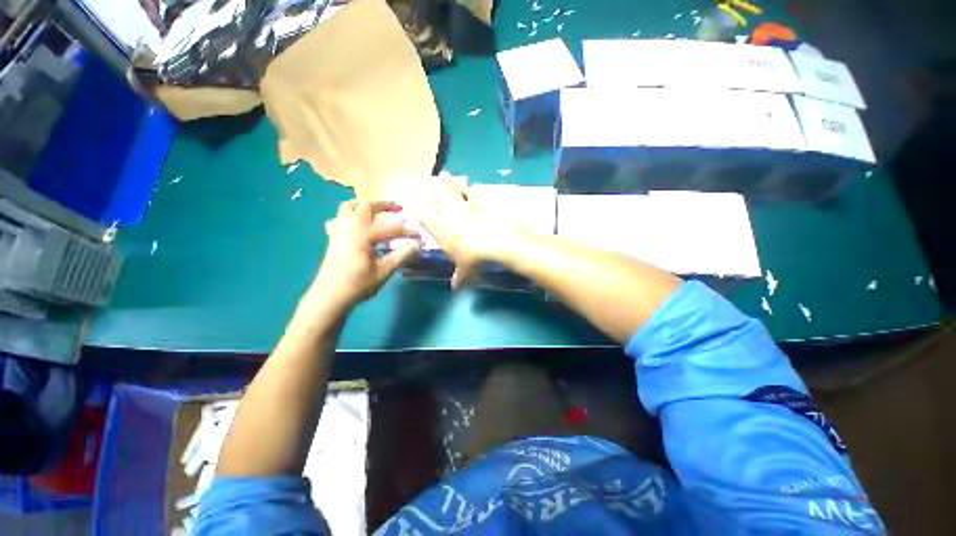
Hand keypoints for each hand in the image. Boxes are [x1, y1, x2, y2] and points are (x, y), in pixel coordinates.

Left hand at [309, 200, 420, 307]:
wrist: (331, 295)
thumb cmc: (358, 284)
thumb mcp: (384, 271)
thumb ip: (401, 255)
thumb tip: (417, 245)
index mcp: (364, 233)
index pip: (391, 228)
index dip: (407, 232)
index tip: (418, 238)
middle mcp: (351, 226)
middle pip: (366, 206)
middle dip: (383, 205)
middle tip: (397, 210)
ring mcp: (339, 231)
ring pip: (347, 207)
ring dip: (361, 206)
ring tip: (372, 213)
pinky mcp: (332, 238)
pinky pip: (337, 220)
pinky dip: (347, 219)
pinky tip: (352, 228)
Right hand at [415, 177, 520, 290]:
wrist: (497, 241)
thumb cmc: (475, 257)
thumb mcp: (466, 271)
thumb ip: (460, 277)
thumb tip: (455, 288)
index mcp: (441, 229)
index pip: (424, 218)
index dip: (418, 212)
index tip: (412, 206)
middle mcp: (449, 214)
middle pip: (437, 197)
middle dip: (432, 187)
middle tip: (428, 178)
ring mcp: (465, 204)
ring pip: (454, 189)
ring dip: (449, 182)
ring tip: (445, 173)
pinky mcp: (482, 200)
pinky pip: (474, 192)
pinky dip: (472, 189)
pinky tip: (471, 184)